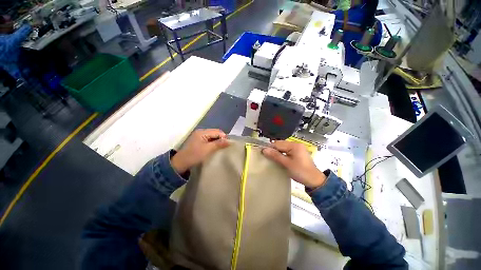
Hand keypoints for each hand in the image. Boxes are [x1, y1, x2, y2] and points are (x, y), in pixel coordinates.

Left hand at [171, 129, 229, 173]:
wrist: (181, 163)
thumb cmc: (194, 155)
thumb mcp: (208, 149)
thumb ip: (218, 144)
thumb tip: (229, 141)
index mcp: (202, 132)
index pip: (217, 131)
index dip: (223, 137)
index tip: (228, 144)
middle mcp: (201, 132)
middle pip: (215, 133)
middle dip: (221, 138)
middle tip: (225, 146)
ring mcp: (199, 136)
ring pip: (212, 136)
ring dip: (217, 141)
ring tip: (221, 147)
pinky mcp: (199, 141)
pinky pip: (209, 139)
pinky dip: (213, 143)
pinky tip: (215, 148)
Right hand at [262, 141, 325, 188]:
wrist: (315, 180)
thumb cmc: (300, 172)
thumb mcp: (286, 164)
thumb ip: (275, 156)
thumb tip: (264, 149)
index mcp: (294, 145)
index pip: (278, 143)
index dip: (270, 148)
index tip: (262, 153)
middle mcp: (296, 144)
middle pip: (280, 144)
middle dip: (273, 150)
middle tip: (267, 157)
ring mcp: (298, 148)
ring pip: (283, 147)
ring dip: (277, 152)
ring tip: (272, 158)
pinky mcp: (298, 152)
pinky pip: (287, 150)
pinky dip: (282, 153)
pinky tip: (279, 158)